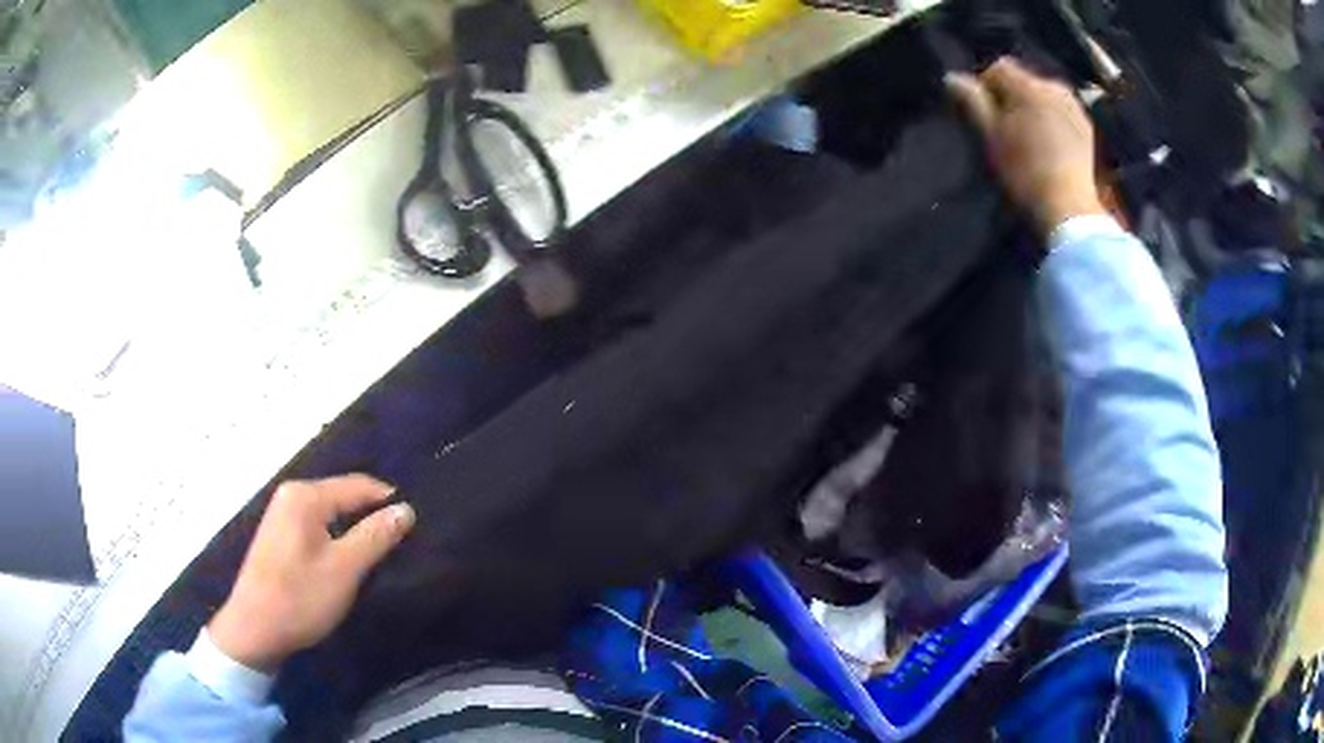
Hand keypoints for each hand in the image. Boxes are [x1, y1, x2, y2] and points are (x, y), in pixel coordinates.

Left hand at [208, 474, 415, 671]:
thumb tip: (405, 509)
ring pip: (330, 512)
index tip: (417, 523)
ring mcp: (281, 514)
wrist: (254, 629)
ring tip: (380, 550)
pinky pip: (316, 525)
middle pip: (342, 496)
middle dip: (371, 514)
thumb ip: (376, 536)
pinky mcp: (278, 535)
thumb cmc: (300, 597)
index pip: (358, 485)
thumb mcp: (344, 569)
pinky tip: (347, 558)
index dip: (389, 501)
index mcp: (306, 496)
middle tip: (402, 540)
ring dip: (354, 528)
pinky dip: (336, 536)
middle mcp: (291, 495)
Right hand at [946, 57, 1106, 237]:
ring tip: (1030, 138)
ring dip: (1034, 108)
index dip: (986, 86)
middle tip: (1006, 128)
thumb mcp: (990, 136)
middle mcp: (1053, 86)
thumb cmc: (1024, 171)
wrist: (1070, 209)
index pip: (998, 68)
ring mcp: (1074, 106)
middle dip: (1012, 97)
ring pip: (1045, 96)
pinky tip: (1051, 146)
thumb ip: (972, 102)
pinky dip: (1053, 121)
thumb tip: (952, 77)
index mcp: (1027, 85)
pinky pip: (1062, 112)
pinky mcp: (1088, 127)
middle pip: (1024, 81)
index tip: (984, 114)